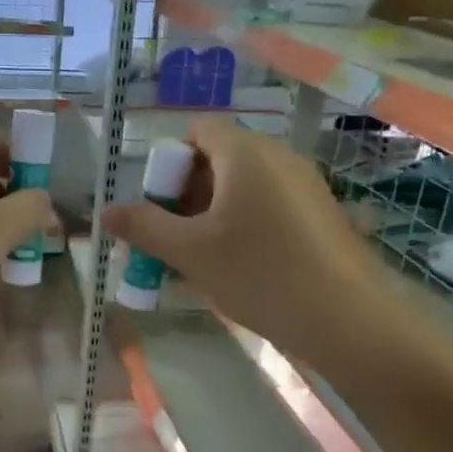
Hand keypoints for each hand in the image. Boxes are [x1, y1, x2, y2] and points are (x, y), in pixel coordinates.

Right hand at [103, 117, 391, 358]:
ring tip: (198, 261)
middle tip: (171, 239)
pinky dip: (243, 226)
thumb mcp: (190, 252)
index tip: (159, 207)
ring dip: (211, 214)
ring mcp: (305, 185)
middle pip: (219, 159)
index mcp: (245, 153)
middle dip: (186, 195)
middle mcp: (279, 157)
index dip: (169, 163)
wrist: (346, 319)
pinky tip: (237, 269)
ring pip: (243, 187)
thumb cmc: (259, 274)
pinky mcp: (320, 214)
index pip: (197, 132)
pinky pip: (268, 206)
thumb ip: (144, 226)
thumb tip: (105, 212)